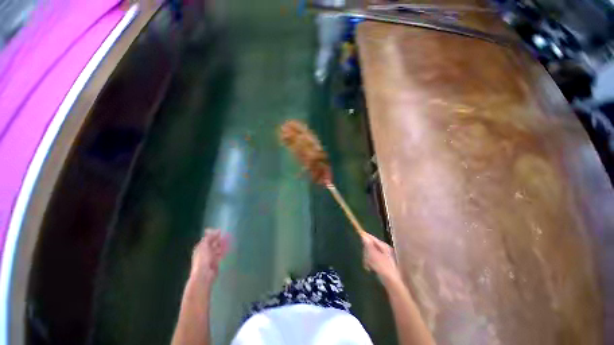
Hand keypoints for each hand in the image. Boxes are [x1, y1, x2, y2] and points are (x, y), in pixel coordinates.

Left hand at [190, 229, 229, 287]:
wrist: (204, 275)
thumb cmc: (203, 259)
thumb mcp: (204, 246)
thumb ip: (210, 237)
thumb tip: (217, 230)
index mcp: (200, 247)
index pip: (207, 238)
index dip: (213, 234)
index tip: (221, 230)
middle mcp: (205, 251)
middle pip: (213, 243)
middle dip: (219, 239)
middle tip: (227, 235)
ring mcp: (210, 257)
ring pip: (217, 248)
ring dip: (222, 244)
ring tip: (229, 240)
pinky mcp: (216, 261)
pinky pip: (220, 254)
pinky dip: (224, 251)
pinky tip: (228, 248)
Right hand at [361, 232, 402, 285]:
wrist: (393, 284)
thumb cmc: (383, 268)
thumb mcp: (373, 255)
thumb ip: (368, 245)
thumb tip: (363, 236)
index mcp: (384, 246)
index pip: (373, 238)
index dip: (365, 236)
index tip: (358, 234)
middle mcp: (386, 250)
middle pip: (372, 246)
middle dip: (366, 251)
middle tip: (364, 257)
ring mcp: (387, 258)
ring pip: (373, 254)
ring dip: (368, 258)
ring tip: (367, 265)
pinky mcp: (386, 266)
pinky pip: (375, 261)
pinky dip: (371, 263)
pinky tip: (370, 269)